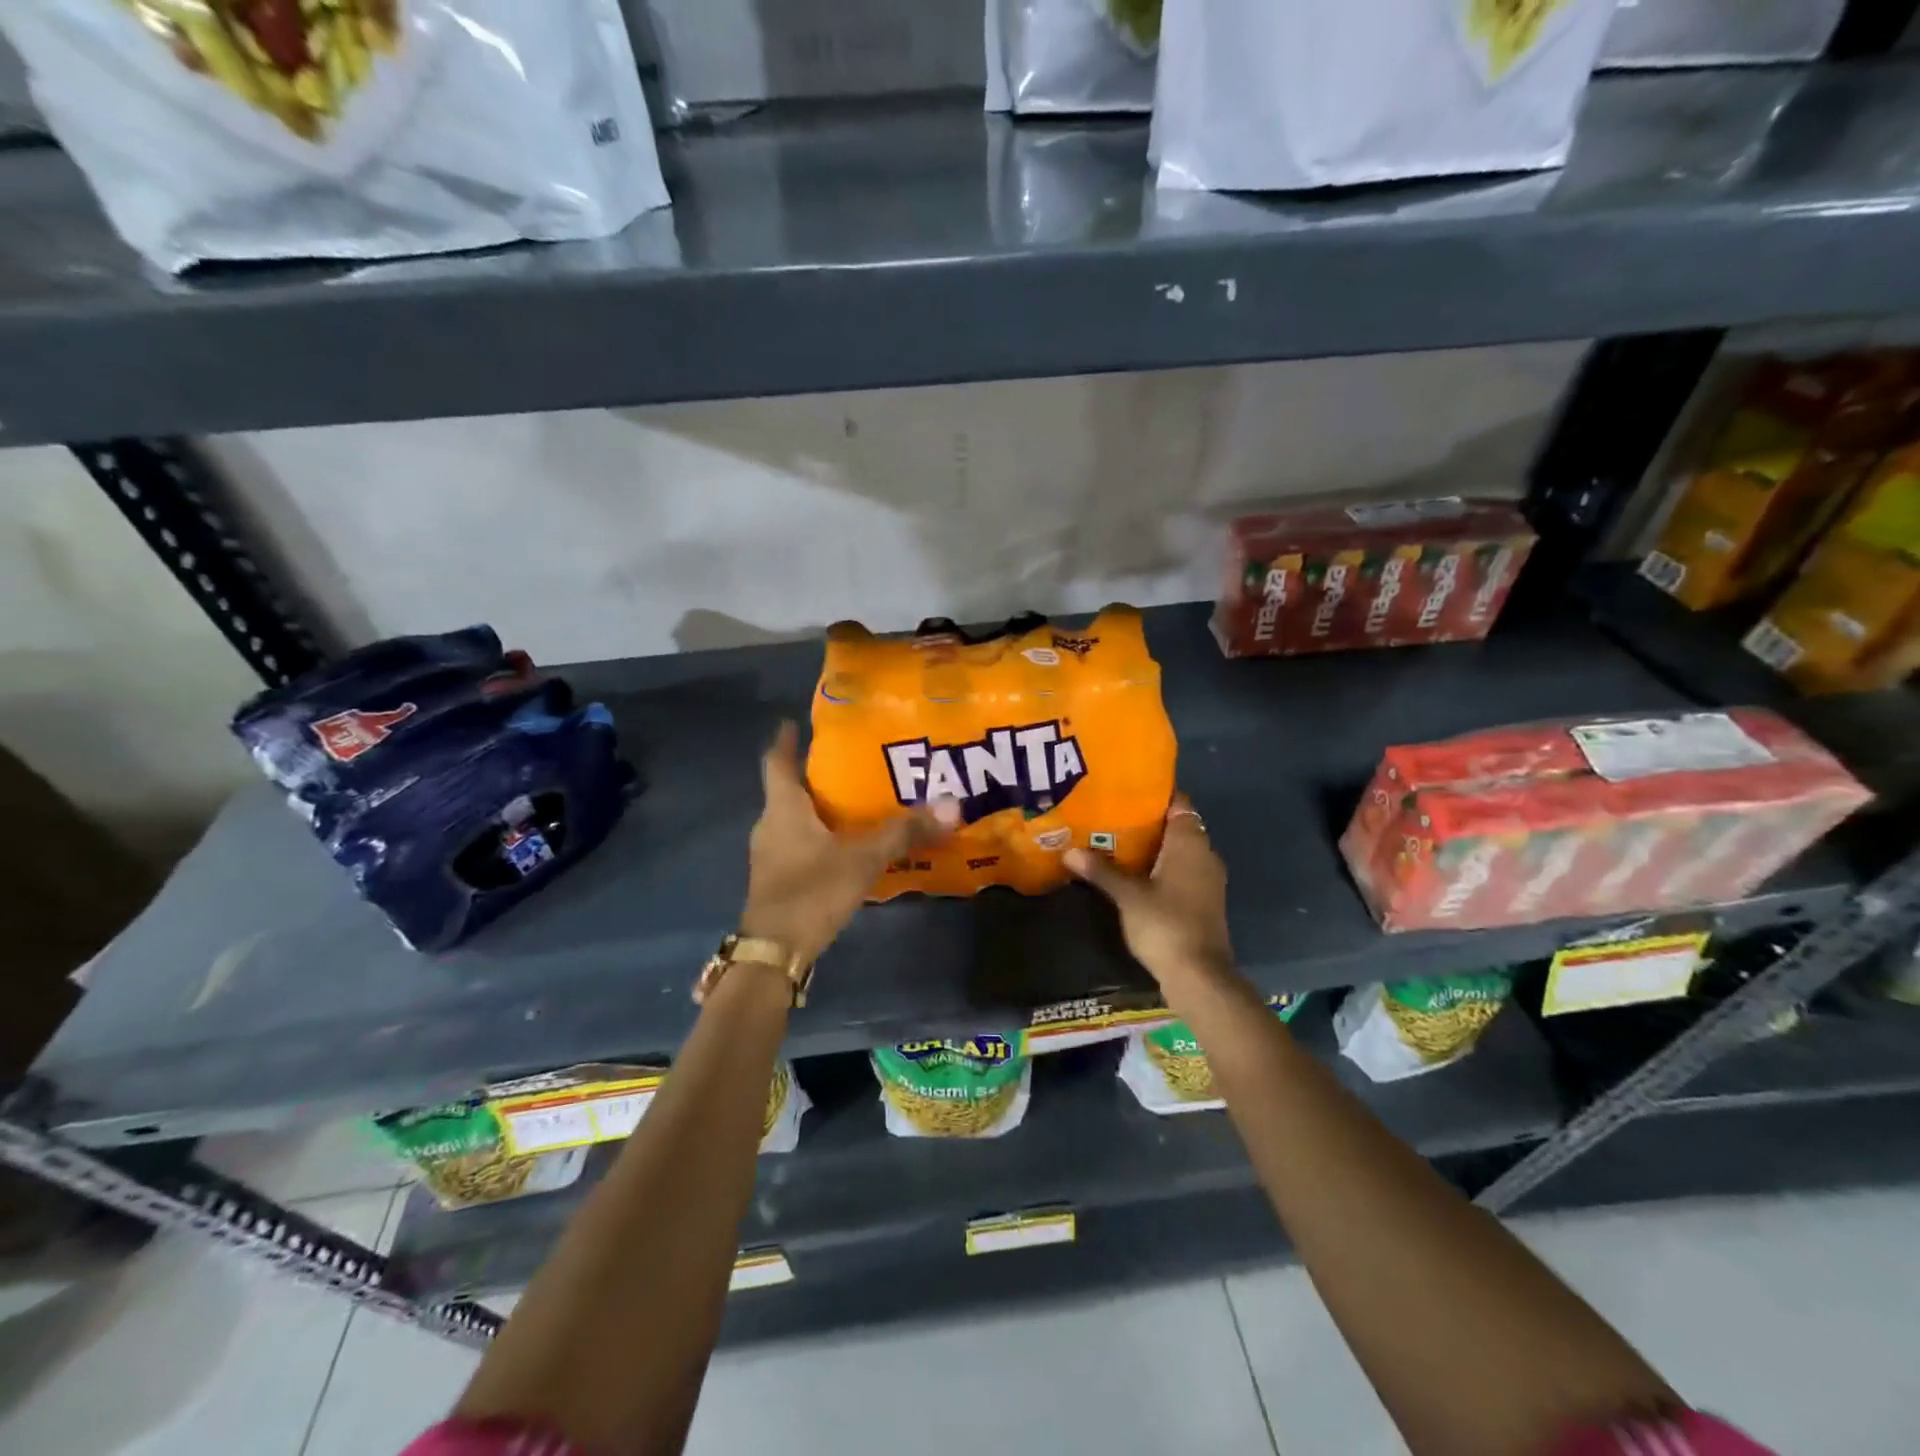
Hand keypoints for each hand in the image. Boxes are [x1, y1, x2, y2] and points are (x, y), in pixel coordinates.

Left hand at [741, 721, 957, 967]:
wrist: (774, 955)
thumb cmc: (811, 892)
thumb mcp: (862, 859)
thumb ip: (904, 832)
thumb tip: (952, 804)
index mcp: (783, 809)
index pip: (776, 762)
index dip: (784, 741)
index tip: (795, 722)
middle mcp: (770, 825)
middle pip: (789, 790)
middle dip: (815, 775)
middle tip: (851, 762)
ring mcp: (770, 855)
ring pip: (794, 820)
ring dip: (818, 808)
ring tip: (856, 801)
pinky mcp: (778, 880)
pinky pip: (799, 844)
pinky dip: (819, 837)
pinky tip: (846, 844)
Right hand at [1065, 793, 1234, 987]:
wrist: (1199, 975)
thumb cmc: (1165, 923)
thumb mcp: (1127, 895)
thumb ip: (1101, 870)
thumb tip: (1069, 851)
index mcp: (1190, 842)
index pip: (1177, 803)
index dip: (1152, 795)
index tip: (1123, 792)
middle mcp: (1204, 853)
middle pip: (1176, 826)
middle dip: (1145, 822)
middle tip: (1109, 816)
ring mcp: (1207, 879)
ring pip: (1178, 850)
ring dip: (1151, 847)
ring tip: (1113, 842)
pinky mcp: (1203, 900)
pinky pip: (1180, 870)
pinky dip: (1159, 867)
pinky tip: (1133, 873)